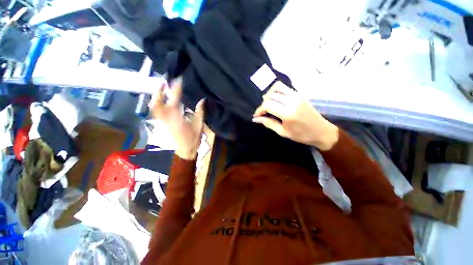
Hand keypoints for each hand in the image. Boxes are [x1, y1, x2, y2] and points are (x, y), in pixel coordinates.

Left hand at [150, 77, 204, 159]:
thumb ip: (200, 112)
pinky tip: (161, 100)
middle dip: (159, 91)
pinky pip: (156, 112)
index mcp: (177, 118)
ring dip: (156, 97)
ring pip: (154, 107)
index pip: (175, 100)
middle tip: (163, 82)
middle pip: (157, 103)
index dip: (176, 89)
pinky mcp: (162, 124)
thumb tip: (202, 99)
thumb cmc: (193, 138)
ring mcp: (162, 121)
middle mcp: (167, 118)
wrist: (185, 150)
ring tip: (160, 89)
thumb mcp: (199, 125)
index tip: (178, 80)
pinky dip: (157, 104)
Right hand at [252, 82, 338, 150]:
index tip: (257, 116)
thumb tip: (255, 119)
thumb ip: (268, 123)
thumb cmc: (301, 135)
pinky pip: (285, 88)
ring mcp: (297, 96)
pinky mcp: (300, 94)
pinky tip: (276, 100)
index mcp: (287, 113)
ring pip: (277, 87)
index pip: (267, 105)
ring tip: (268, 103)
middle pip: (270, 96)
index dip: (259, 110)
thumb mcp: (283, 132)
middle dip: (263, 103)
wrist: (322, 131)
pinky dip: (277, 91)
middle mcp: (292, 101)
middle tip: (263, 112)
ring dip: (269, 94)